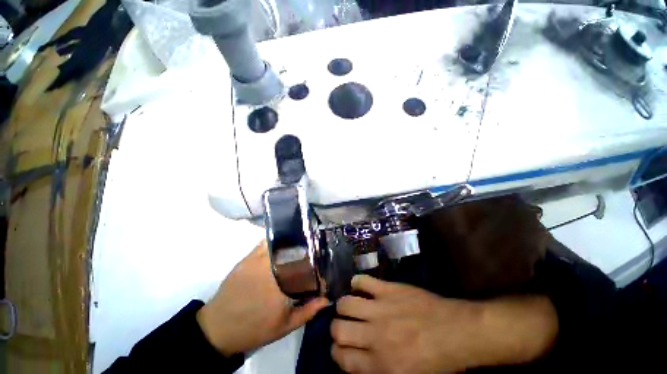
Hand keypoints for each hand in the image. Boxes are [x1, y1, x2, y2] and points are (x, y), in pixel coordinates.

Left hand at [197, 240, 328, 355]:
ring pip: (280, 245)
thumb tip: (326, 299)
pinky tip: (282, 243)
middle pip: (294, 251)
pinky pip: (264, 243)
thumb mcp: (284, 327)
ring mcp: (256, 261)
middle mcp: (270, 269)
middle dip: (306, 250)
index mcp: (281, 286)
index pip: (305, 267)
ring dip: (292, 244)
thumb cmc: (254, 329)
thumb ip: (308, 312)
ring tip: (301, 246)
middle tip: (313, 253)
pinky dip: (275, 241)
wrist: (218, 329)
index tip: (320, 266)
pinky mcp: (247, 259)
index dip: (315, 264)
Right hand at [331, 275, 557, 372]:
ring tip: (348, 306)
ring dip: (343, 306)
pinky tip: (358, 285)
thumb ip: (378, 371)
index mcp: (381, 365)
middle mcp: (376, 337)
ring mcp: (381, 309)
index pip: (343, 359)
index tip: (339, 348)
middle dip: (336, 329)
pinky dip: (356, 282)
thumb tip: (358, 360)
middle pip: (339, 330)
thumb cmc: (436, 361)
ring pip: (346, 304)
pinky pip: (364, 281)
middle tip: (343, 326)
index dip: (336, 353)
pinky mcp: (389, 289)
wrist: (457, 332)